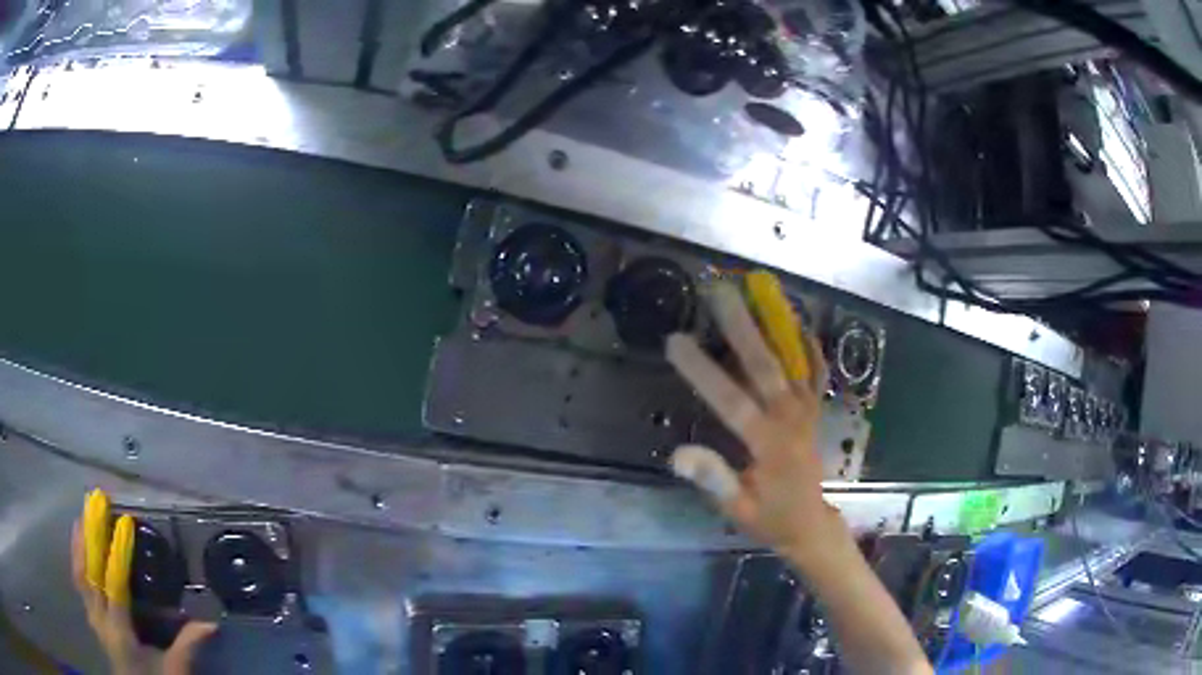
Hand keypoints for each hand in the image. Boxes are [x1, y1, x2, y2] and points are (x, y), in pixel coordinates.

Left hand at [71, 489, 215, 674]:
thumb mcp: (174, 671)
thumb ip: (187, 646)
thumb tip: (211, 623)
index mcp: (119, 632)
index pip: (114, 585)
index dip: (118, 552)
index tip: (124, 522)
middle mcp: (100, 619)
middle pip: (89, 570)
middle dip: (90, 535)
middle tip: (94, 502)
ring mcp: (92, 617)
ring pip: (79, 572)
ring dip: (79, 542)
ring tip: (82, 514)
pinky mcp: (90, 617)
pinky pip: (78, 581)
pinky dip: (76, 558)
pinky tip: (78, 543)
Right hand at [667, 280, 851, 571]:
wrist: (810, 523)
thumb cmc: (769, 518)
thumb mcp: (737, 509)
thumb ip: (714, 479)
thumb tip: (678, 453)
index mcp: (769, 445)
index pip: (733, 402)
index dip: (703, 371)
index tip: (675, 340)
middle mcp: (791, 420)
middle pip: (766, 367)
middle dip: (741, 326)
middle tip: (718, 291)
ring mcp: (806, 412)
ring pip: (792, 361)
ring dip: (775, 323)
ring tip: (758, 289)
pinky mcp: (813, 411)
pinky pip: (815, 374)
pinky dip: (810, 348)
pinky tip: (799, 323)